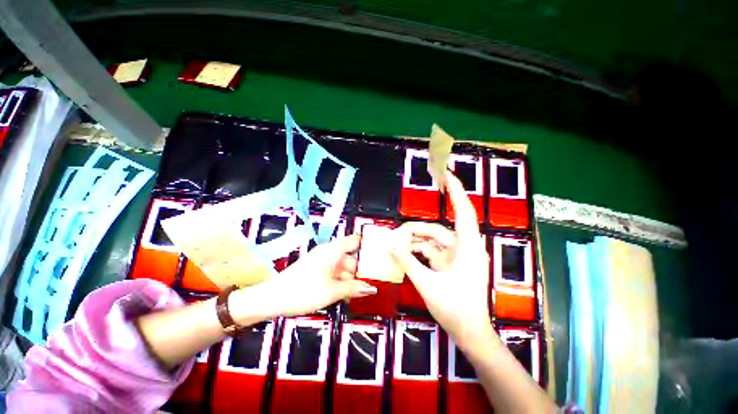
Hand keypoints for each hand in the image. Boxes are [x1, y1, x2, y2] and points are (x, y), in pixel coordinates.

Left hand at [241, 235, 376, 319]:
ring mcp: (322, 262)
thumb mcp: (332, 291)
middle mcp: (328, 253)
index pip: (354, 240)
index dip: (367, 243)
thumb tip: (370, 288)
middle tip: (373, 281)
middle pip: (351, 257)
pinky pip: (335, 273)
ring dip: (351, 279)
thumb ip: (354, 288)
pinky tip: (346, 294)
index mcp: (332, 251)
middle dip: (361, 270)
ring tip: (361, 291)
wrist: (273, 300)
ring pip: (343, 267)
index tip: (378, 252)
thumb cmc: (301, 291)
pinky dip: (342, 282)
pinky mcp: (316, 271)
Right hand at [390, 170, 496, 351]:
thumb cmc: (455, 309)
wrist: (469, 332)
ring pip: (432, 241)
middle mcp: (464, 247)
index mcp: (467, 248)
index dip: (456, 191)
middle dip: (416, 230)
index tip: (446, 174)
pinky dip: (418, 251)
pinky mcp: (450, 264)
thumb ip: (408, 262)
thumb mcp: (427, 283)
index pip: (463, 211)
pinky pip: (432, 251)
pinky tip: (405, 253)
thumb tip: (391, 244)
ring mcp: (456, 256)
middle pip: (437, 230)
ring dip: (415, 242)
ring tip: (396, 245)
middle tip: (396, 234)